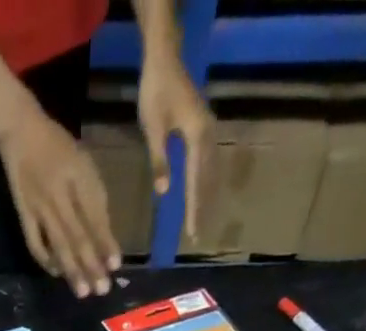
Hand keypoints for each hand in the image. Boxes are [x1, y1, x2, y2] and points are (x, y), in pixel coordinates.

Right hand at [0, 105, 119, 297]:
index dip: (105, 241)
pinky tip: (57, 274)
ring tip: (83, 291)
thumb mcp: (83, 162)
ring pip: (59, 244)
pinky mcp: (23, 214)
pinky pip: (35, 243)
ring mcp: (39, 207)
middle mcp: (59, 194)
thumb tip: (105, 235)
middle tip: (102, 289)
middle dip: (91, 264)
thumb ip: (94, 196)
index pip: (94, 215)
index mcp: (78, 176)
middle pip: (78, 235)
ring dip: (72, 270)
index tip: (115, 264)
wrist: (20, 131)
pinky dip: (45, 260)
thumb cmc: (58, 146)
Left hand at [136, 44, 212, 241]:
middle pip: (208, 180)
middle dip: (202, 208)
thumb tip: (164, 193)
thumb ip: (160, 161)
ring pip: (212, 172)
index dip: (194, 209)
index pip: (196, 182)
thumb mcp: (153, 130)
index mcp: (196, 137)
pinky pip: (210, 162)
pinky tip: (204, 194)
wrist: (165, 60)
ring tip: (202, 220)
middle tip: (198, 236)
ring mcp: (209, 130)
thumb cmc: (156, 93)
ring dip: (207, 197)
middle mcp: (208, 135)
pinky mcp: (205, 127)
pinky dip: (207, 182)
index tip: (192, 233)